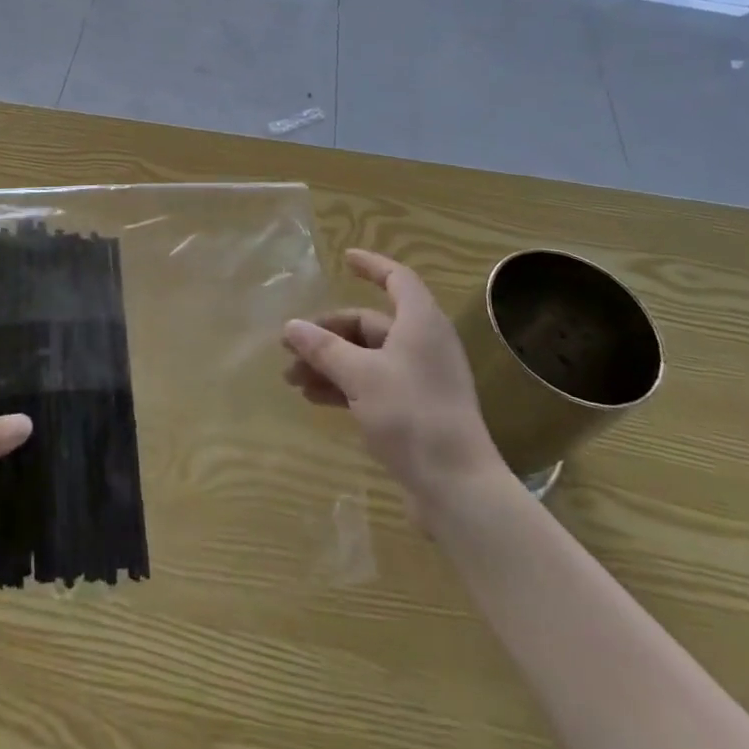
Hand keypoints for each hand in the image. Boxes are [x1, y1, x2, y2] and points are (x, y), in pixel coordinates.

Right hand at [281, 250, 502, 510]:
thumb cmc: (411, 416)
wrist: (458, 490)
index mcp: (420, 324)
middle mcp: (423, 345)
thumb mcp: (359, 376)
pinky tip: (313, 398)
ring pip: (365, 357)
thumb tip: (290, 326)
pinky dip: (343, 386)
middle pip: (369, 324)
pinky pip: (371, 384)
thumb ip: (323, 348)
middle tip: (290, 344)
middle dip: (327, 332)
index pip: (397, 279)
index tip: (344, 258)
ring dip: (329, 362)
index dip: (371, 266)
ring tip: (292, 378)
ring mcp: (420, 380)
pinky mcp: (415, 411)